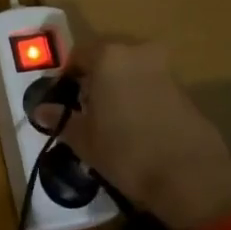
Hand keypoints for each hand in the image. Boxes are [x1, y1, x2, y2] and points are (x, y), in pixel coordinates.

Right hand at [42, 40, 230, 229]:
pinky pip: (152, 88)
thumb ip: (60, 119)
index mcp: (108, 56)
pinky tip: (137, 131)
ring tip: (111, 125)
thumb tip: (40, 110)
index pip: (78, 56)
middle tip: (86, 112)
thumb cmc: (126, 152)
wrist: (190, 176)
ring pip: (131, 73)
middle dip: (95, 82)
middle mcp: (138, 53)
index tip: (63, 103)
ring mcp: (165, 70)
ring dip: (119, 91)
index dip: (67, 79)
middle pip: (107, 61)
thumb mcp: (84, 139)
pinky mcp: (185, 91)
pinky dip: (140, 101)